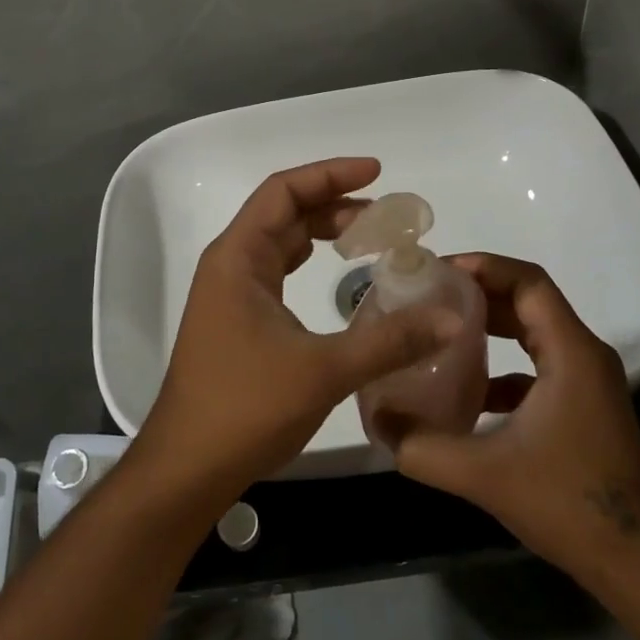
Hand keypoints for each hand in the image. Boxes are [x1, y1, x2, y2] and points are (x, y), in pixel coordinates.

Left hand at [130, 158, 462, 511]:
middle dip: (334, 204)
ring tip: (371, 238)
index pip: (283, 191)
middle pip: (283, 213)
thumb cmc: (245, 408)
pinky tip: (339, 278)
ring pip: (280, 243)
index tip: (377, 173)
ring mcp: (230, 294)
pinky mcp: (237, 321)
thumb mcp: (323, 370)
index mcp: (238, 258)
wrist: (188, 466)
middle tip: (387, 216)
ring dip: (322, 233)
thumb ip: (389, 341)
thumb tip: (451, 317)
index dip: (329, 175)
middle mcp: (229, 266)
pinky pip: (277, 273)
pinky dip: (310, 263)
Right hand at [391, 254, 639, 577]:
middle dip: (479, 293)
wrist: (638, 565)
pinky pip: (539, 367)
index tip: (437, 271)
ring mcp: (589, 383)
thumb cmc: (568, 504)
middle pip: (530, 301)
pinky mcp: (585, 408)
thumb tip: (377, 421)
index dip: (483, 266)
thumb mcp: (483, 475)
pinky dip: (503, 367)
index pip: (528, 282)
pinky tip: (469, 393)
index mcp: (571, 353)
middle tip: (429, 294)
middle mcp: (585, 356)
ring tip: (440, 330)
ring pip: (535, 333)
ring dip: (491, 327)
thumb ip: (422, 447)